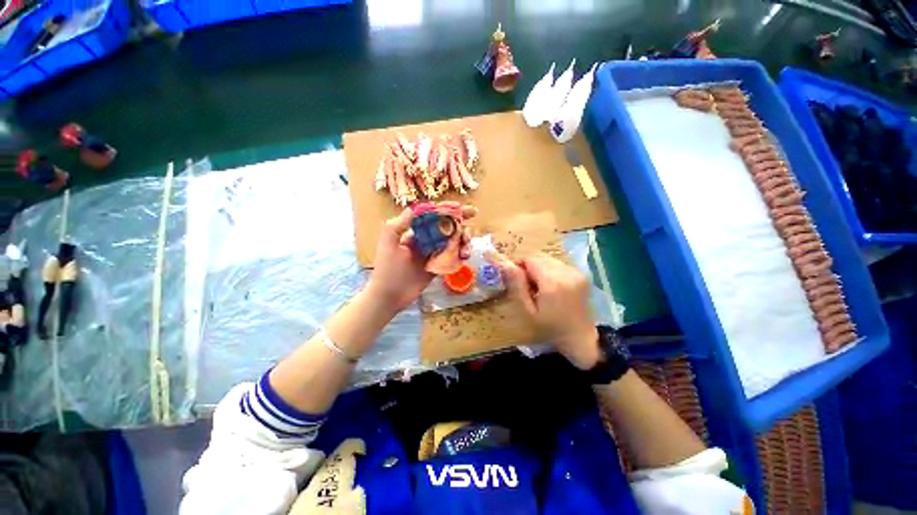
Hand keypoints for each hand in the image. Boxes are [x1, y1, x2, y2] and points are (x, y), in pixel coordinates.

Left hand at [366, 206, 476, 312]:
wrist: (389, 296)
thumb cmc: (387, 269)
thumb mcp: (388, 243)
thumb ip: (399, 224)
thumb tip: (415, 208)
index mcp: (416, 231)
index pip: (436, 216)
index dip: (452, 211)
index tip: (469, 210)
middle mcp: (427, 240)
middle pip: (449, 228)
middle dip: (462, 228)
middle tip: (468, 236)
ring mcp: (433, 253)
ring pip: (454, 242)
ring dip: (463, 243)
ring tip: (466, 251)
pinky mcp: (438, 266)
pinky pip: (453, 257)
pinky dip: (461, 256)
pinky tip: (464, 258)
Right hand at [488, 253, 599, 369]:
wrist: (580, 337)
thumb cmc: (550, 327)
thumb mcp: (528, 310)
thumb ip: (517, 285)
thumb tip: (505, 264)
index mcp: (552, 283)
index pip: (530, 260)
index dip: (519, 266)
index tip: (517, 280)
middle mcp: (566, 272)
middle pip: (539, 258)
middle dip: (530, 267)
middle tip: (528, 286)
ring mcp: (576, 272)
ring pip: (549, 259)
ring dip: (541, 268)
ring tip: (541, 286)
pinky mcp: (581, 274)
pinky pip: (559, 264)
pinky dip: (552, 271)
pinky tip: (553, 286)